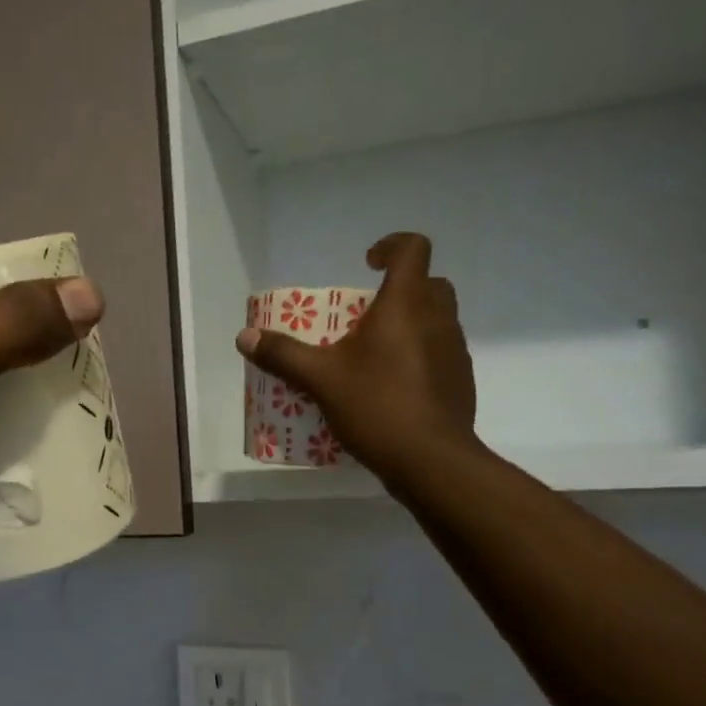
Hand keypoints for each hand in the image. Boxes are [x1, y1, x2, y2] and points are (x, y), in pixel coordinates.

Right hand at [236, 233, 478, 492]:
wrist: (431, 460)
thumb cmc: (377, 405)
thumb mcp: (320, 379)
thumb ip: (283, 355)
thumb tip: (245, 337)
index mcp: (406, 305)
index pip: (413, 249)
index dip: (392, 245)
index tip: (367, 263)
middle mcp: (438, 319)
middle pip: (430, 284)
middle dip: (401, 289)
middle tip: (367, 314)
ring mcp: (455, 351)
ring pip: (437, 320)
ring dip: (411, 323)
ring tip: (374, 353)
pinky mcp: (460, 381)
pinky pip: (440, 353)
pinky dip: (419, 356)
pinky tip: (392, 386)